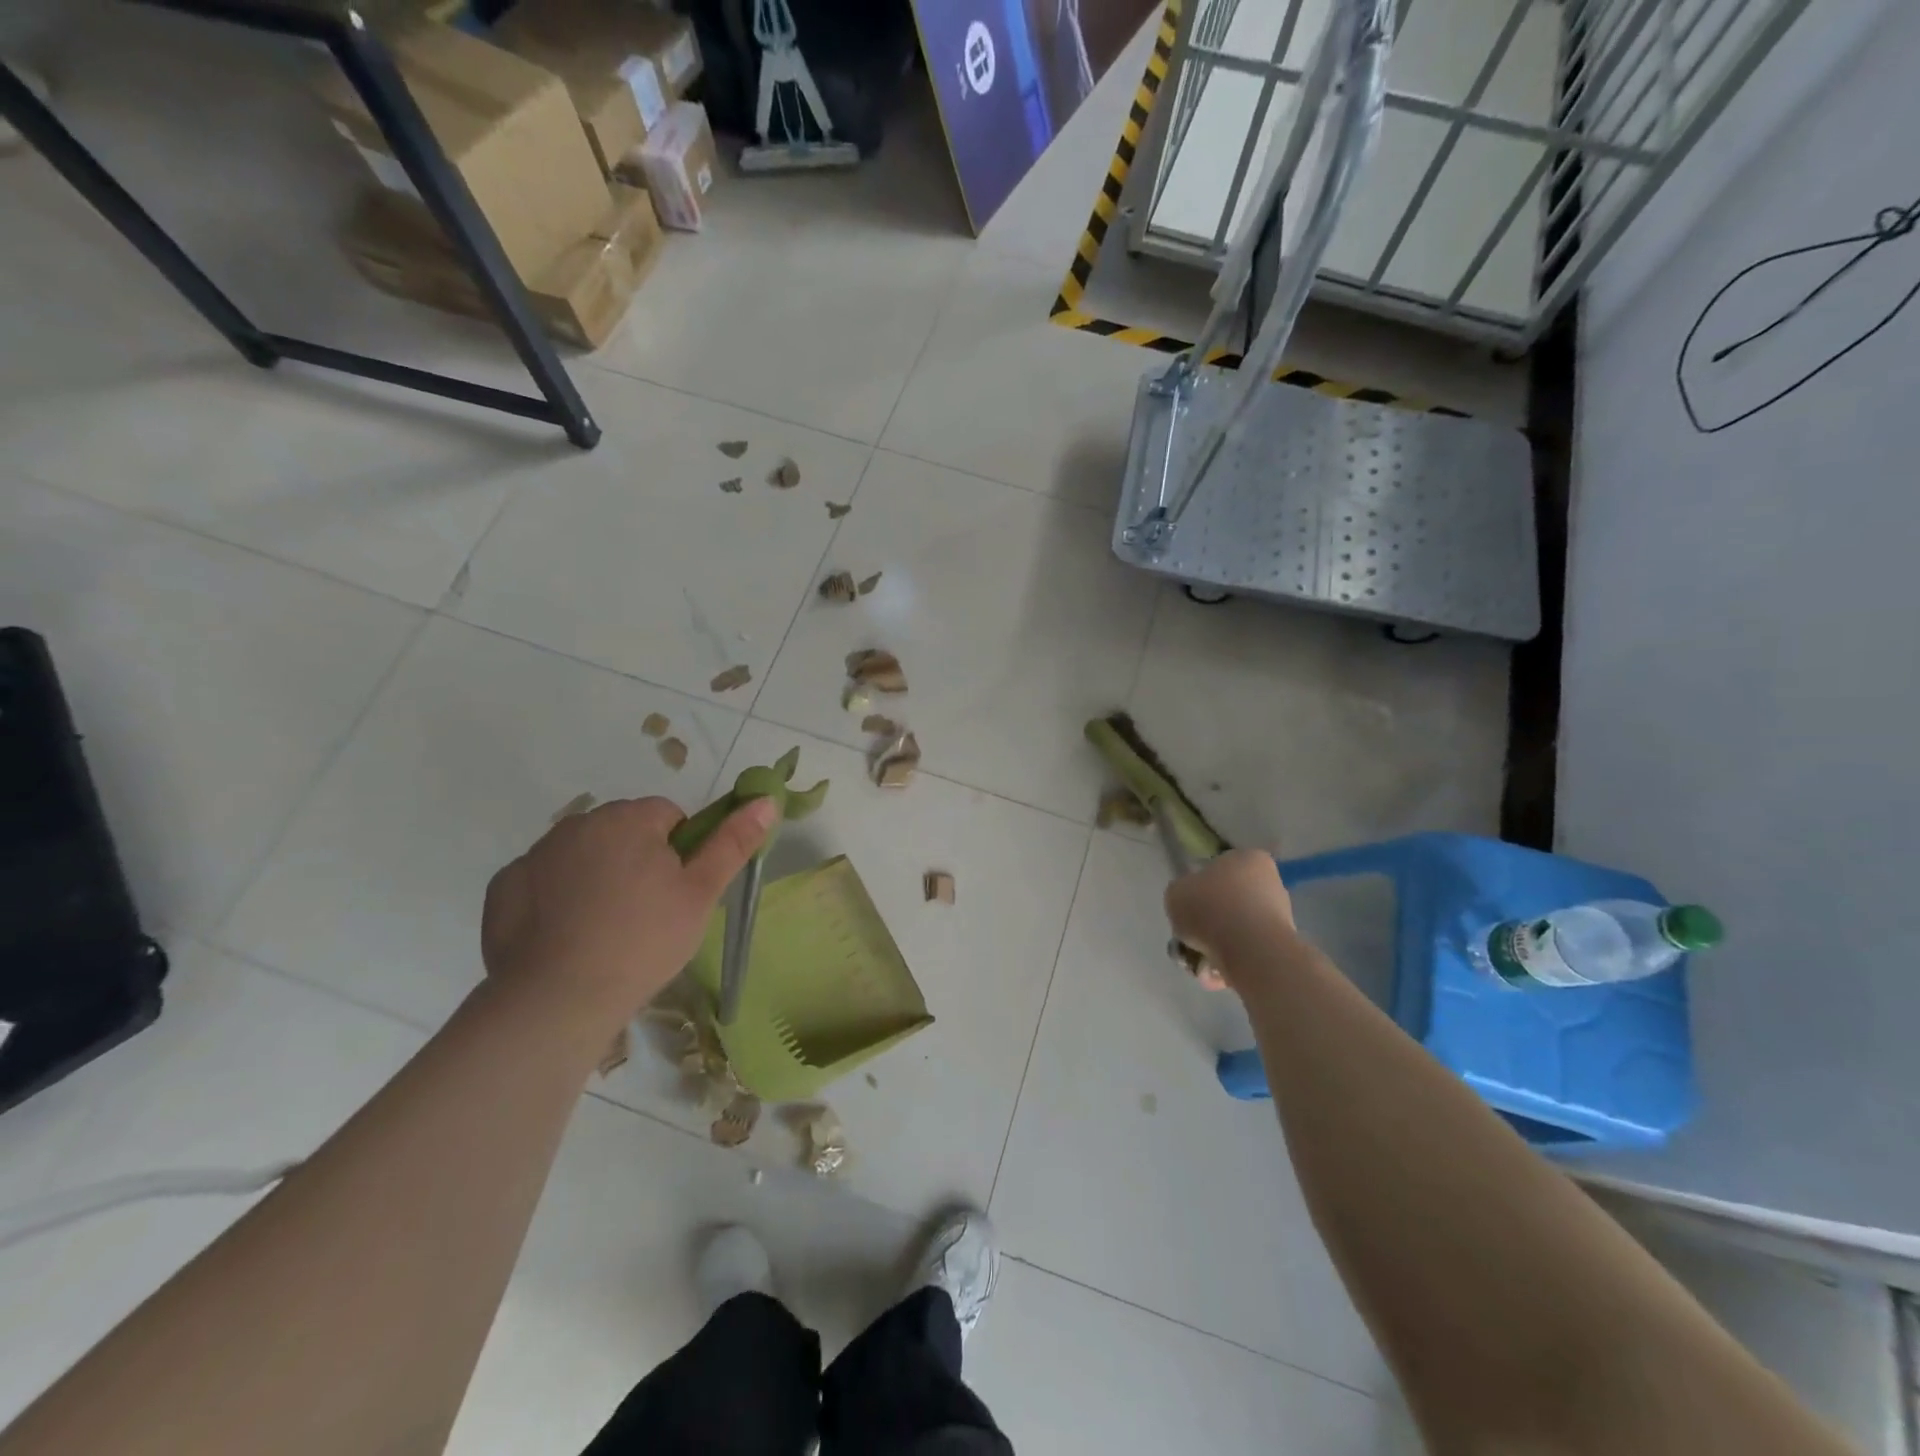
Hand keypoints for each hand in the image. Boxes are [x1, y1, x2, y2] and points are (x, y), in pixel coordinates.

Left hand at [481, 795, 776, 1030]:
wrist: (558, 999)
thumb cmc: (643, 941)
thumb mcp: (701, 893)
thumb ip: (733, 842)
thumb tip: (766, 799)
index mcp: (629, 818)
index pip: (668, 815)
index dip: (680, 852)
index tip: (676, 892)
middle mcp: (579, 823)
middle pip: (624, 831)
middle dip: (637, 859)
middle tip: (646, 912)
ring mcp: (535, 854)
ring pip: (583, 853)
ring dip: (597, 874)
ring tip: (605, 928)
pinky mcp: (504, 886)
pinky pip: (543, 879)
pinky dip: (555, 896)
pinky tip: (565, 934)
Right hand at [1165, 848, 1296, 990]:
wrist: (1250, 951)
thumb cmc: (1210, 909)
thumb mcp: (1175, 893)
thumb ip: (1181, 894)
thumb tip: (1190, 903)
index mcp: (1247, 858)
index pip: (1215, 872)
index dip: (1196, 892)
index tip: (1186, 911)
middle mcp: (1270, 882)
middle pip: (1226, 904)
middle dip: (1207, 925)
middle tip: (1189, 941)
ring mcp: (1280, 915)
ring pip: (1236, 931)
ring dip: (1215, 947)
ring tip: (1200, 965)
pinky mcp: (1283, 946)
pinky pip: (1247, 952)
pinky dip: (1230, 963)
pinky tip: (1216, 975)